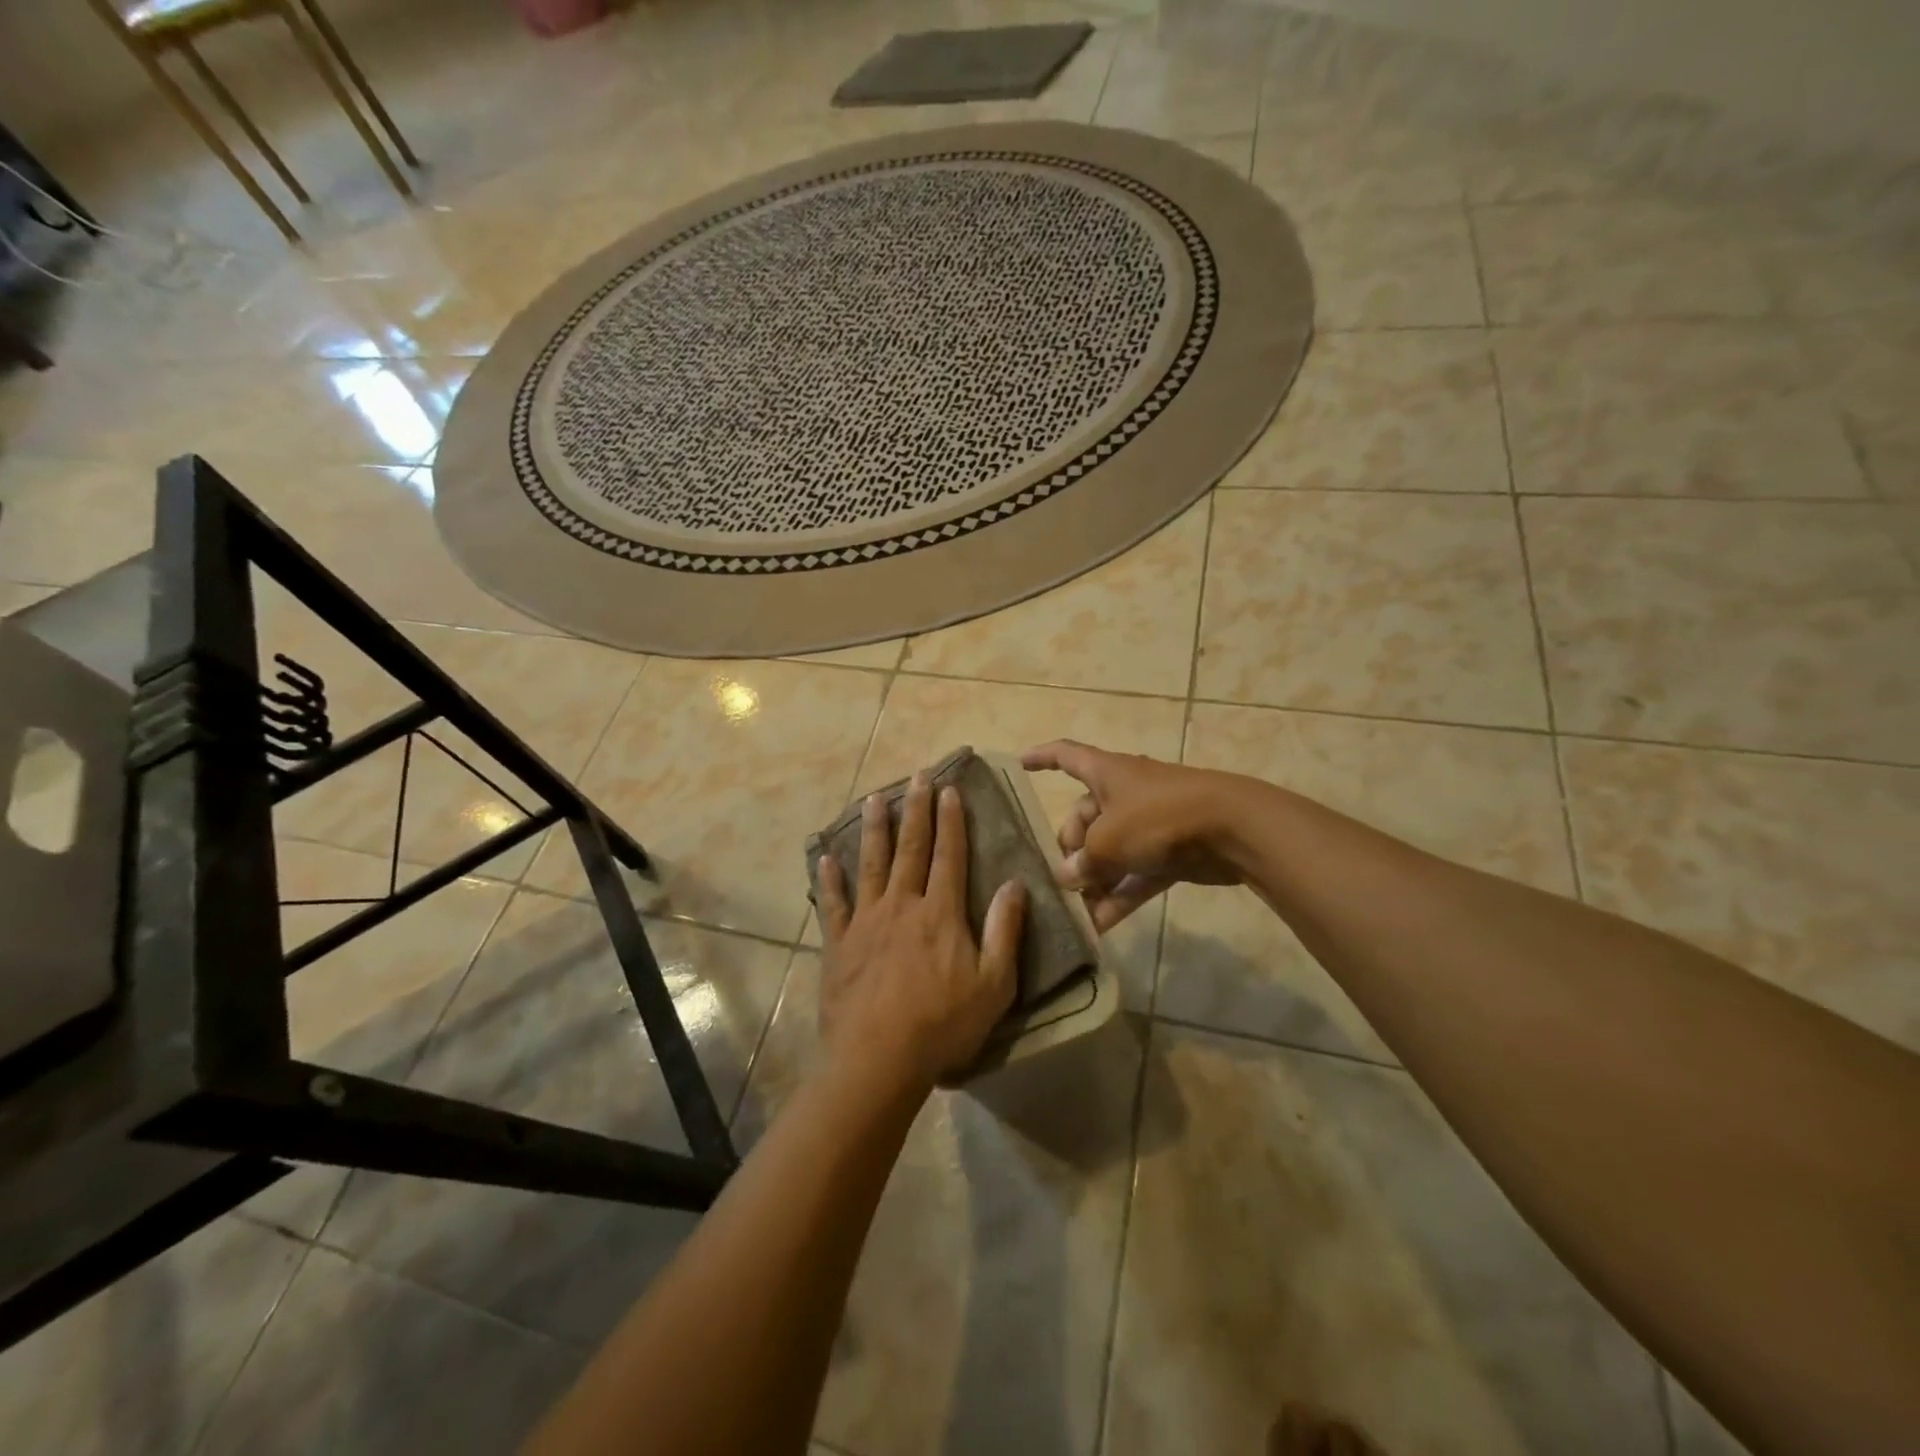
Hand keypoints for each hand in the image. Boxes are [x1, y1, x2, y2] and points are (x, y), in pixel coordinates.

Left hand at [816, 773, 1026, 1089]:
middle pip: (910, 848)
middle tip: (916, 776)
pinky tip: (825, 857)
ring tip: (874, 797)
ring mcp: (866, 921)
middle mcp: (902, 905)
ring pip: (871, 864)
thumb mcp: (994, 985)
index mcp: (940, 913)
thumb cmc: (942, 1025)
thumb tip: (1015, 884)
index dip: (950, 820)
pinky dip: (829, 879)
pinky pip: (833, 903)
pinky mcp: (838, 943)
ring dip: (874, 829)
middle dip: (915, 810)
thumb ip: (1004, 931)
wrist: (877, 1060)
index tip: (949, 789)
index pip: (949, 855)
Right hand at [1021, 740, 1248, 930]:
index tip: (1020, 763)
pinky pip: (1134, 876)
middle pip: (1085, 818)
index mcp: (1106, 773)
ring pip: (1110, 852)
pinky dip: (1118, 897)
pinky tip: (1099, 928)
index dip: (1042, 756)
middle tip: (1062, 880)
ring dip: (1094, 882)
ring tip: (1074, 913)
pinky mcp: (1169, 854)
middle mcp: (1124, 794)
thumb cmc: (1159, 817)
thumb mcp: (1109, 839)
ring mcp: (1148, 825)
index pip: (1066, 755)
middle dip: (1070, 849)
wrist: (1232, 829)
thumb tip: (1068, 878)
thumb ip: (1083, 861)